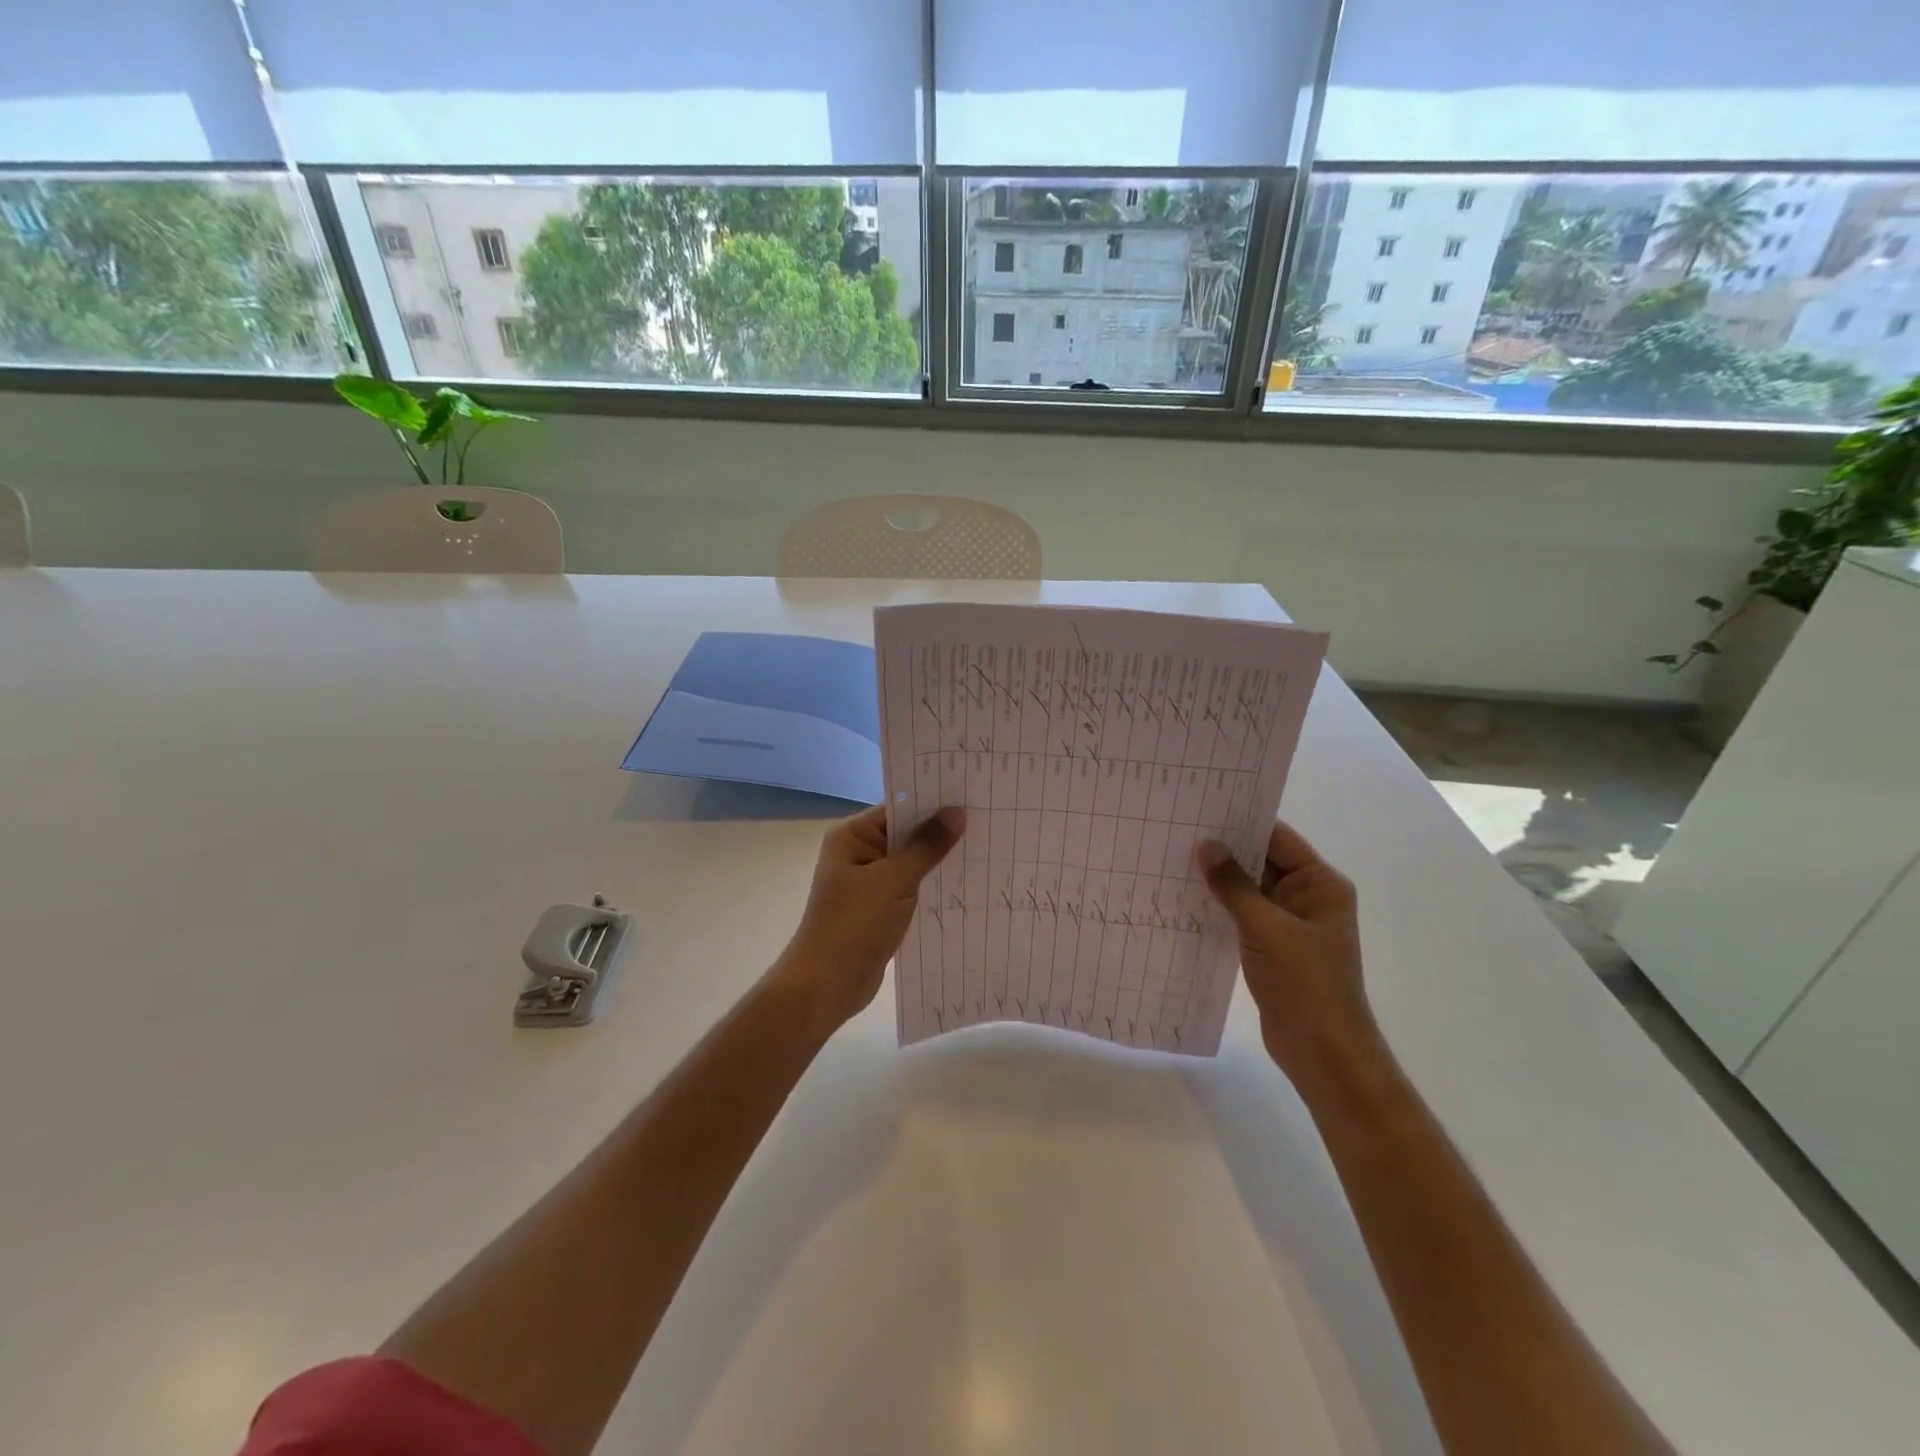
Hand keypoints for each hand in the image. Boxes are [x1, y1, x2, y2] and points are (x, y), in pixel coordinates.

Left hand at [774, 803, 965, 1034]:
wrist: (825, 986)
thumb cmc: (853, 925)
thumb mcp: (894, 881)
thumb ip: (927, 846)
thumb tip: (957, 811)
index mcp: (852, 836)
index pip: (899, 808)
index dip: (933, 802)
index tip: (972, 795)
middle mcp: (859, 852)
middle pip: (906, 833)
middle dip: (941, 831)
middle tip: (988, 819)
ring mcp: (869, 882)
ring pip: (911, 862)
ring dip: (939, 860)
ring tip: (986, 848)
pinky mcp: (880, 908)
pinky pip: (911, 887)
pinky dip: (932, 885)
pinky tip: (965, 883)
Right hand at [1196, 822, 1381, 1084]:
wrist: (1323, 1052)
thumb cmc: (1304, 983)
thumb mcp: (1265, 928)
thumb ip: (1234, 885)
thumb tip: (1206, 846)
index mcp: (1320, 884)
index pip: (1278, 838)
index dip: (1241, 823)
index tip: (1201, 809)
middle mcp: (1308, 897)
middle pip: (1262, 862)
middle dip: (1224, 850)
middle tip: (1178, 831)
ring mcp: (1290, 923)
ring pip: (1249, 890)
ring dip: (1219, 880)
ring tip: (1174, 859)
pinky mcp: (1273, 947)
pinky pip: (1243, 915)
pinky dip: (1220, 907)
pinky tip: (1186, 898)